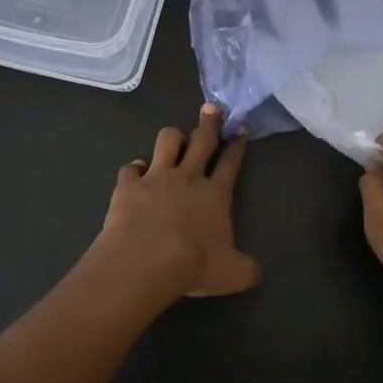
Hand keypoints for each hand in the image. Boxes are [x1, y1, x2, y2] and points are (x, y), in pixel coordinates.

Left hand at [95, 105, 259, 299]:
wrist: (146, 261)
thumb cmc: (194, 265)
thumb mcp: (233, 275)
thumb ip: (246, 269)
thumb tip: (255, 272)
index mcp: (215, 195)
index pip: (230, 164)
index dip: (237, 145)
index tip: (240, 128)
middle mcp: (188, 178)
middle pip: (201, 141)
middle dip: (209, 122)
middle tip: (212, 107)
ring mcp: (156, 178)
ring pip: (166, 142)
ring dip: (172, 137)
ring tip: (174, 138)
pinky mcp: (128, 186)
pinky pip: (130, 168)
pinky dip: (134, 169)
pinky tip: (135, 172)